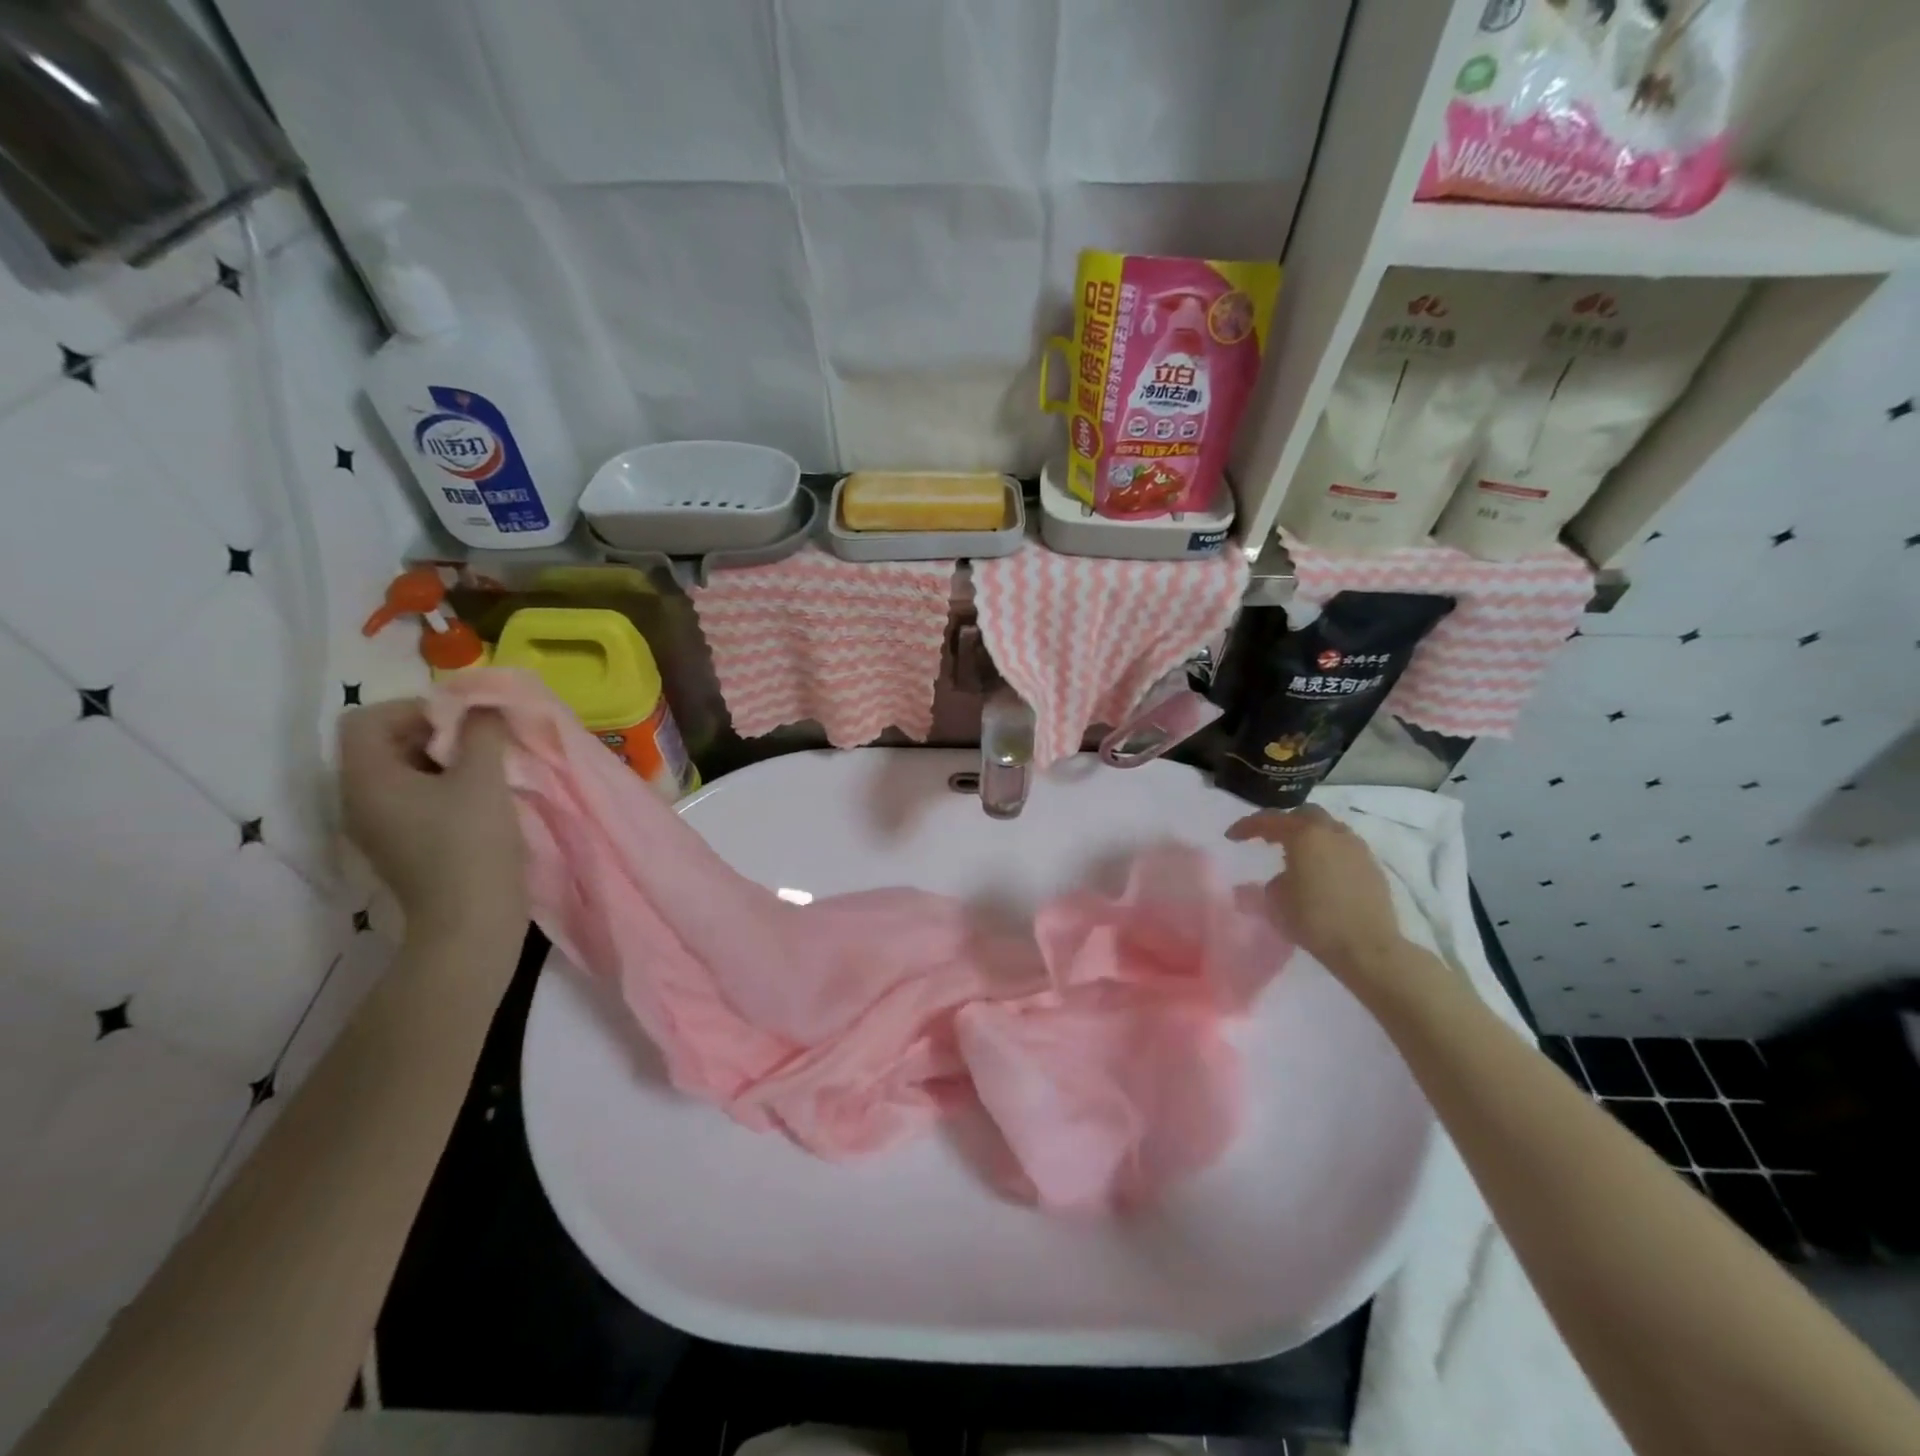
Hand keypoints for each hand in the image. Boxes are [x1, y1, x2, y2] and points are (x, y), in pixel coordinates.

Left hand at [338, 699, 525, 938]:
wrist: (471, 922)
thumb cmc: (472, 844)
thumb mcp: (483, 778)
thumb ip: (482, 731)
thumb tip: (484, 704)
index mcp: (366, 779)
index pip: (367, 719)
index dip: (414, 708)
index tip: (464, 722)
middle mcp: (358, 799)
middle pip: (384, 744)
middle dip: (435, 733)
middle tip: (482, 742)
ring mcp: (378, 826)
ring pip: (403, 772)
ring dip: (445, 761)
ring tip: (488, 769)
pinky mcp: (401, 845)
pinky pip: (414, 799)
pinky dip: (444, 787)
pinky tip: (482, 800)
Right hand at [1227, 806, 1412, 995]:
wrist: (1368, 948)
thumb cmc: (1314, 921)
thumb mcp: (1276, 903)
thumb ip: (1271, 884)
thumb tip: (1278, 880)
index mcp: (1304, 836)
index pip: (1269, 820)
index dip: (1246, 826)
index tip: (1232, 836)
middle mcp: (1332, 833)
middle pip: (1304, 814)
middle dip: (1284, 823)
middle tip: (1269, 840)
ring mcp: (1357, 848)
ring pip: (1329, 828)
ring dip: (1310, 836)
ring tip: (1298, 856)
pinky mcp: (1373, 867)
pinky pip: (1345, 848)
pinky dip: (1329, 852)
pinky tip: (1323, 873)